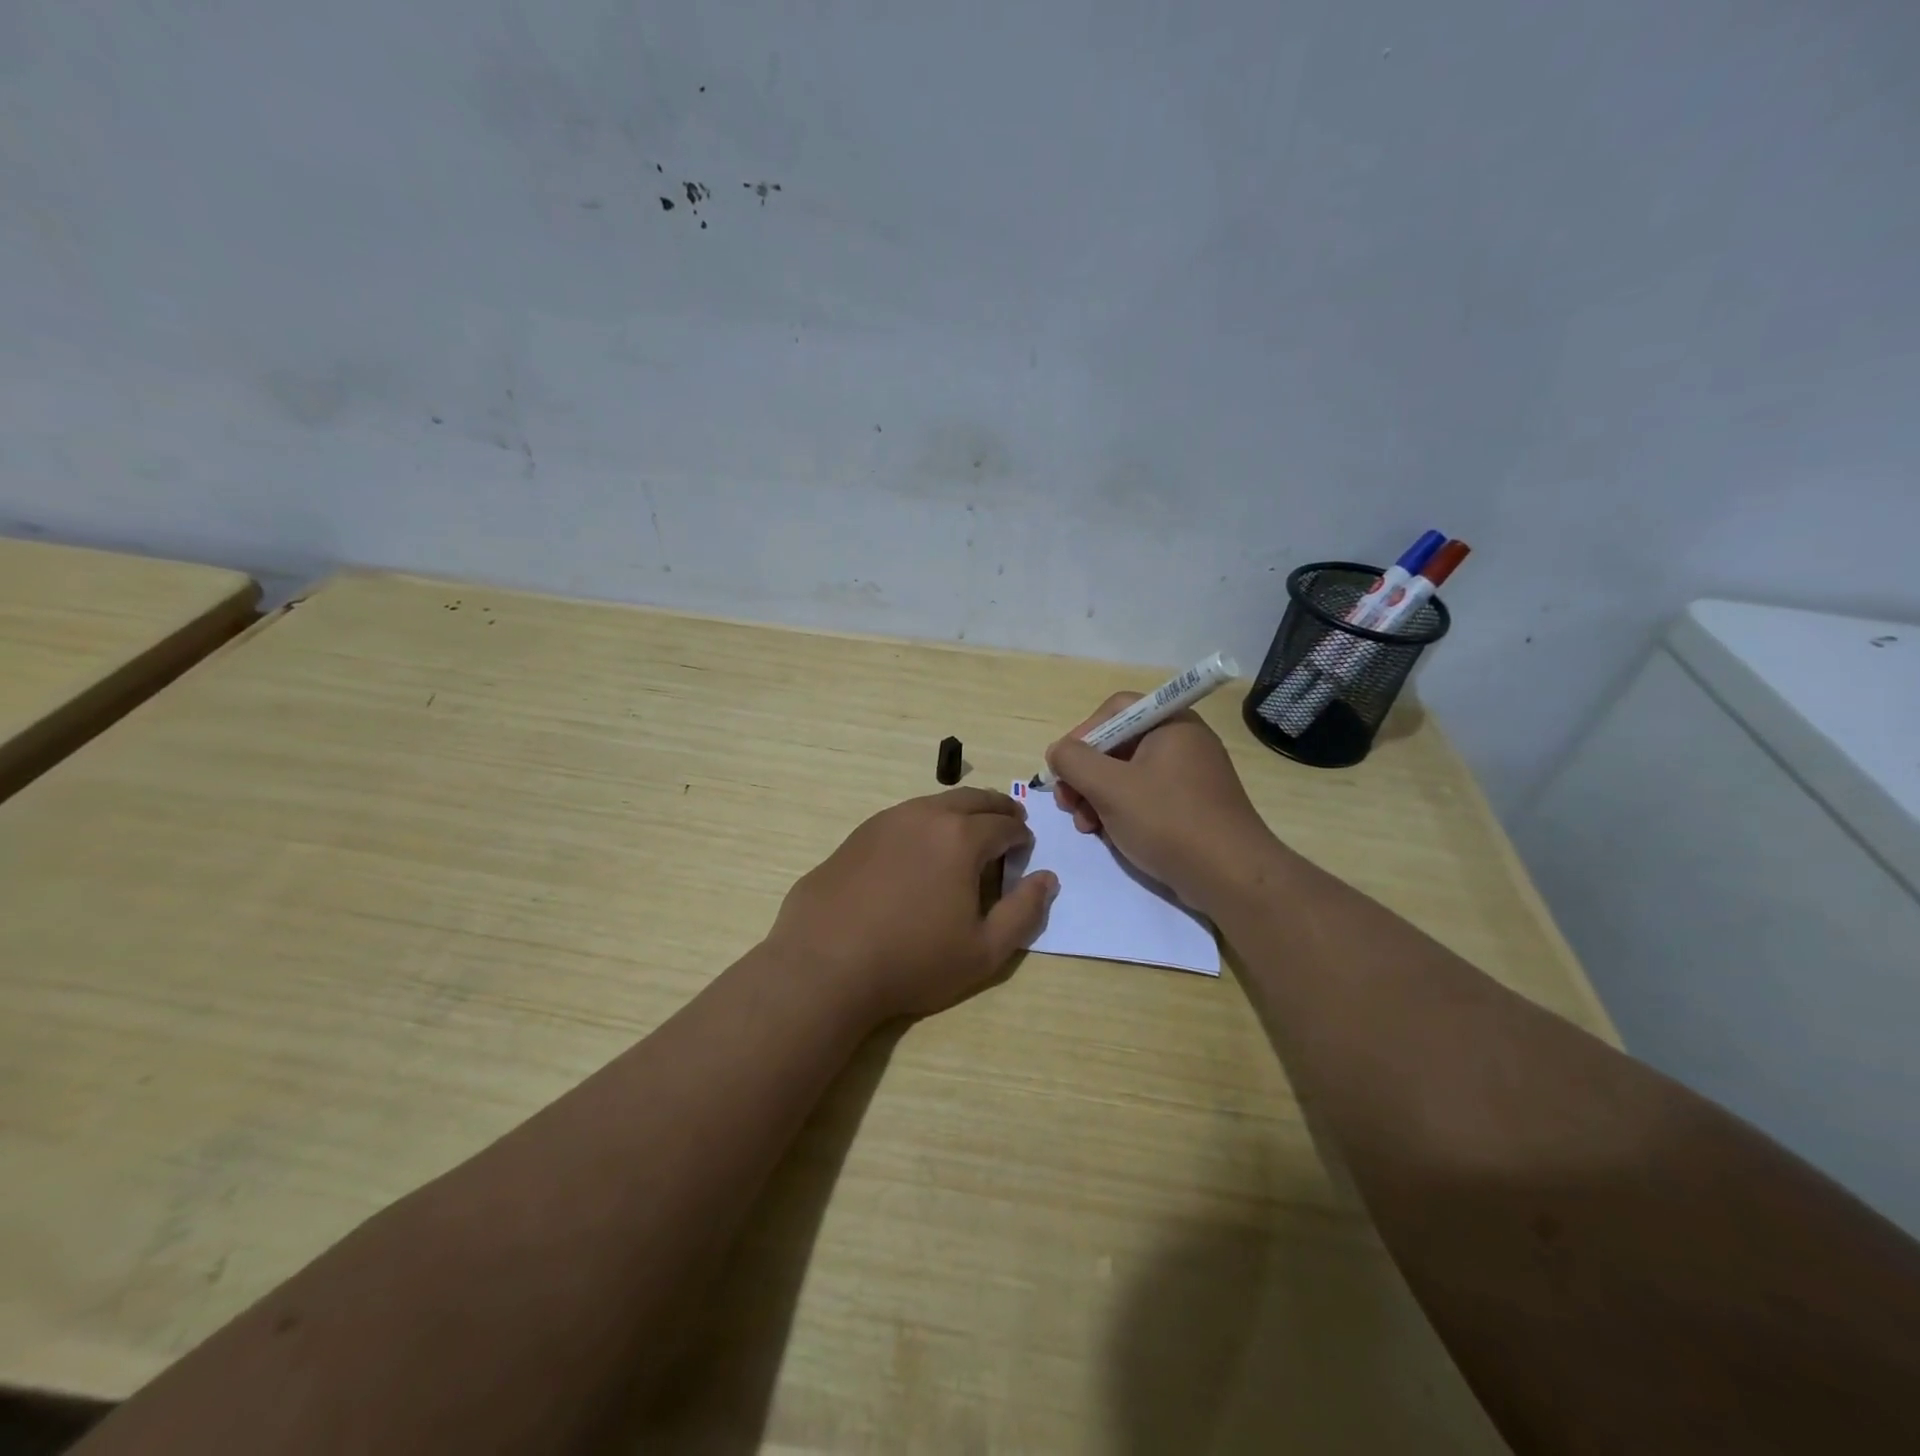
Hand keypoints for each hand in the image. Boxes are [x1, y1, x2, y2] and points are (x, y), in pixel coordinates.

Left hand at [768, 788, 1058, 1022]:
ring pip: (935, 804)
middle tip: (1009, 821)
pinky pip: (904, 818)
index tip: (1025, 849)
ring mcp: (887, 821)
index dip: (1022, 836)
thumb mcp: (984, 951)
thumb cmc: (913, 961)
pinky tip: (920, 850)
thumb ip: (1024, 912)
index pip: (1006, 825)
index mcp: (962, 837)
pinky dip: (926, 823)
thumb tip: (1047, 879)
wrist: (825, 964)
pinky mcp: (858, 835)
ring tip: (968, 832)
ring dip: (960, 812)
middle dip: (997, 810)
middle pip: (972, 800)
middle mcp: (925, 816)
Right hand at [1047, 694, 1275, 911]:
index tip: (1065, 767)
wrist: (1230, 876)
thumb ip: (1074, 761)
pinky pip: (1145, 797)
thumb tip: (1058, 752)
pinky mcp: (1191, 806)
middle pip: (1118, 744)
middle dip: (1085, 774)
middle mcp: (1182, 742)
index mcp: (1170, 724)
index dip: (1083, 734)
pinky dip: (1121, 811)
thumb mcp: (1110, 787)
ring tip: (1085, 826)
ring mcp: (1189, 776)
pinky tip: (1108, 835)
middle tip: (1068, 804)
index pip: (1115, 709)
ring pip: (1127, 774)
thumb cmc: (1168, 821)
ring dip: (1097, 796)